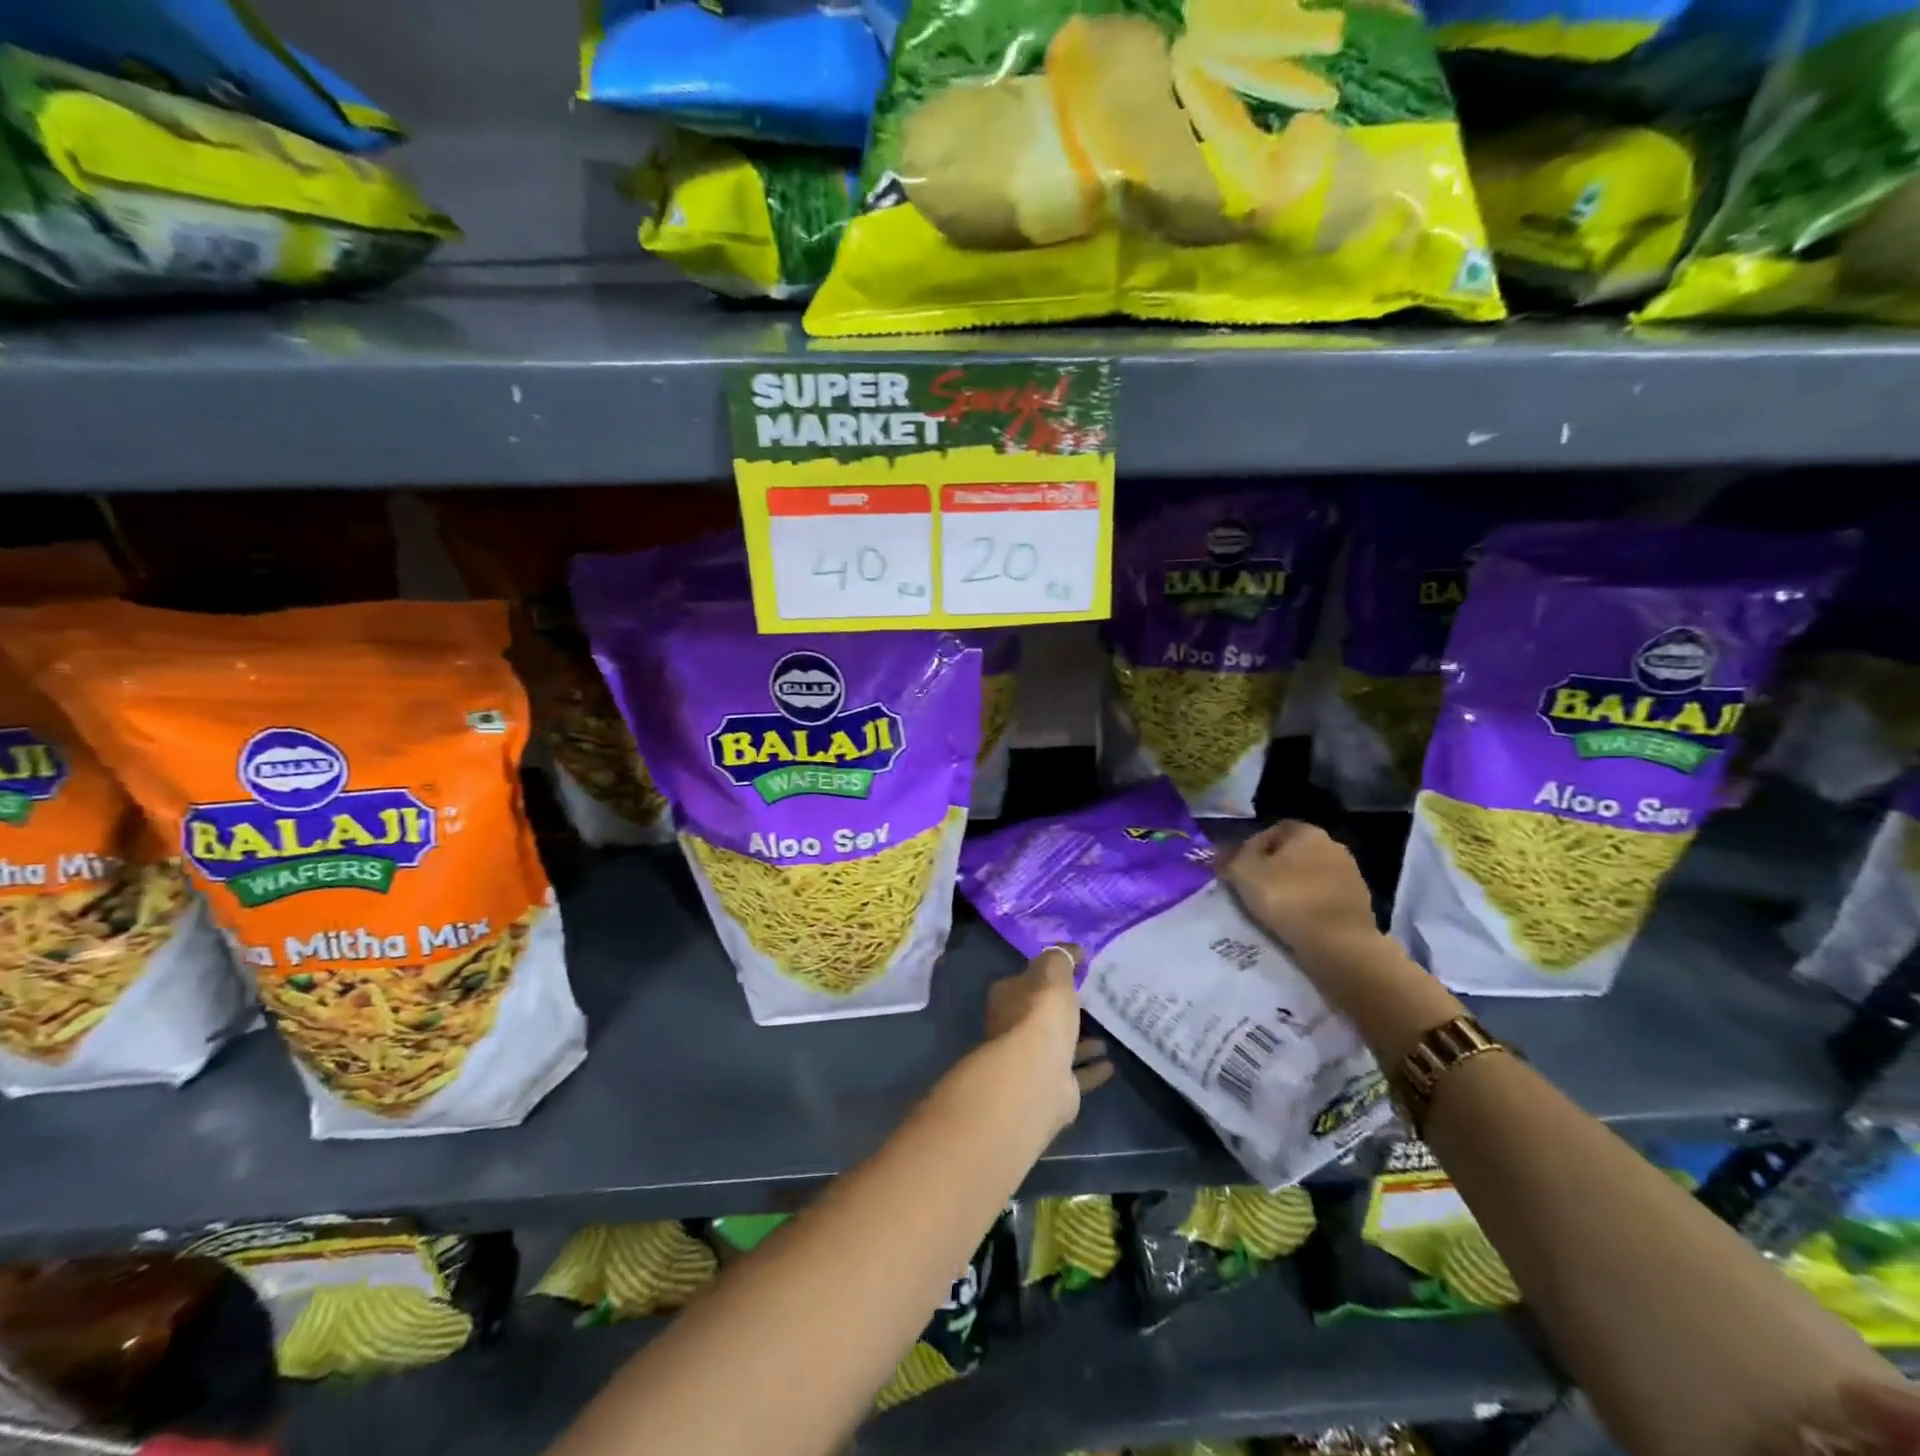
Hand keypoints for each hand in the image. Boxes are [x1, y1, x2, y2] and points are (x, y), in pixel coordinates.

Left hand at [985, 945, 1112, 1132]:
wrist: (1037, 1075)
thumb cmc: (1041, 1014)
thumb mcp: (1053, 973)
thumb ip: (1062, 958)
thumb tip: (1074, 949)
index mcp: (1008, 997)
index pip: (1027, 981)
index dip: (1048, 976)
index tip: (1075, 974)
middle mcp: (1014, 1029)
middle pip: (1042, 1015)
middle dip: (1064, 1010)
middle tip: (1093, 1003)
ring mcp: (1031, 1061)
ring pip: (1059, 1045)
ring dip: (1081, 1041)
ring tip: (1108, 1034)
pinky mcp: (1051, 1088)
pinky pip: (1075, 1074)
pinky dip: (1091, 1068)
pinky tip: (1110, 1064)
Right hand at [1217, 820, 1380, 963]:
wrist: (1338, 943)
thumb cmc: (1287, 898)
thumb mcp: (1243, 874)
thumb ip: (1230, 859)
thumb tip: (1221, 855)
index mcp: (1307, 831)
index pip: (1274, 830)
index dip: (1253, 847)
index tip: (1240, 869)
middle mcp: (1334, 846)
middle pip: (1294, 853)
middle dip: (1275, 868)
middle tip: (1254, 889)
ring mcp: (1351, 875)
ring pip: (1311, 877)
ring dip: (1295, 888)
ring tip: (1275, 910)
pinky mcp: (1360, 904)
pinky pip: (1325, 899)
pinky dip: (1311, 907)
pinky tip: (1298, 923)